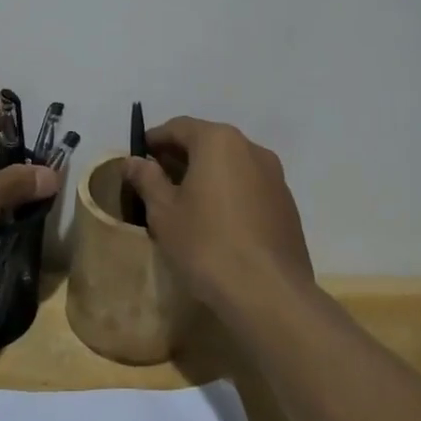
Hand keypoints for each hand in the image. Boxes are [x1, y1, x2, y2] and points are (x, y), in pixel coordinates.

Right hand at [122, 116, 312, 308]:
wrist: (269, 293)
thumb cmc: (206, 244)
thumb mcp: (163, 212)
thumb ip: (147, 179)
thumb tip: (133, 161)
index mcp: (218, 141)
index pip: (179, 127)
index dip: (154, 139)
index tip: (138, 157)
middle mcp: (251, 149)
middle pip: (208, 143)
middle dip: (180, 157)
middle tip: (157, 180)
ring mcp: (275, 177)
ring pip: (231, 165)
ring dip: (206, 175)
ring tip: (185, 203)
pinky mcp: (287, 206)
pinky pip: (249, 187)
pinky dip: (228, 193)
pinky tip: (216, 222)